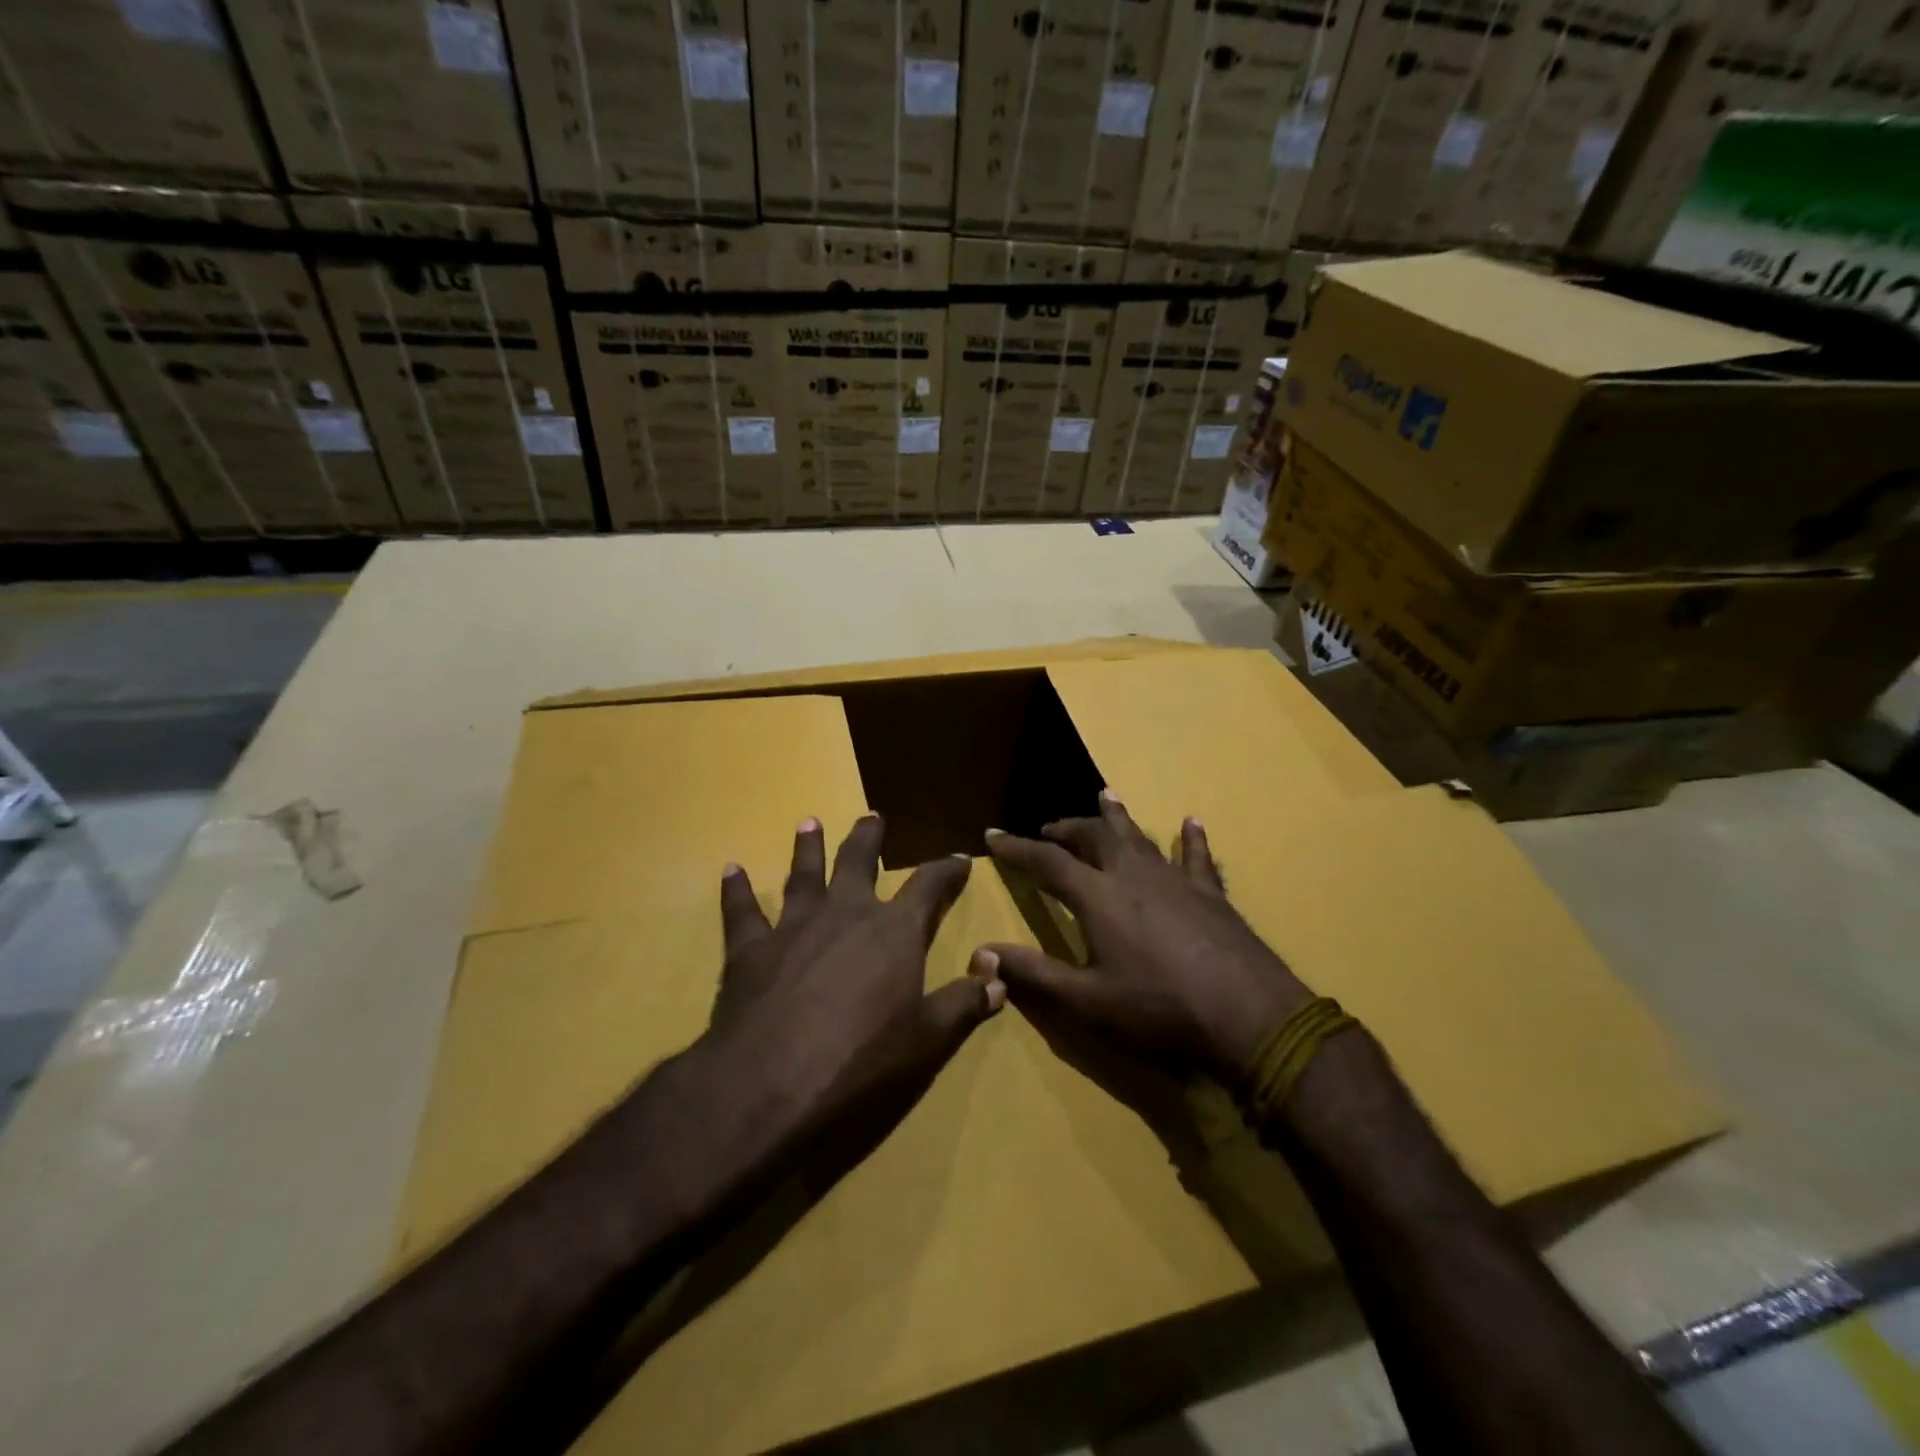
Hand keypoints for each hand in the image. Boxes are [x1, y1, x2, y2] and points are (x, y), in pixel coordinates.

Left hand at [699, 814, 1005, 1148]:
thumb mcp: (928, 1041)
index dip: (947, 870)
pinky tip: (731, 871)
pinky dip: (737, 891)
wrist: (768, 1086)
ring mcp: (793, 927)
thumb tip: (999, 977)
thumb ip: (964, 1004)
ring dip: (808, 848)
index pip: (929, 886)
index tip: (960, 858)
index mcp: (893, 931)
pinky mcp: (749, 950)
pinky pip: (742, 911)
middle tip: (871, 817)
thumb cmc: (860, 1063)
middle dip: (868, 838)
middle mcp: (844, 914)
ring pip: (803, 875)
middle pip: (858, 862)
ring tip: (809, 823)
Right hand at [980, 793, 1312, 1090]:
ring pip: (1140, 837)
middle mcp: (1134, 875)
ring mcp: (1176, 880)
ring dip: (1118, 817)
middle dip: (1067, 829)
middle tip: (1049, 827)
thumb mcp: (1087, 1001)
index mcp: (1098, 897)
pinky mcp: (1212, 895)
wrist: (1250, 1018)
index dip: (1017, 848)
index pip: (1047, 861)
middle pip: (1094, 838)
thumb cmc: (1160, 1011)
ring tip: (1105, 796)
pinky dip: (1191, 839)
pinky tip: (1192, 823)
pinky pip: (1198, 858)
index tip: (993, 835)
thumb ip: (1034, 974)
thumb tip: (981, 951)